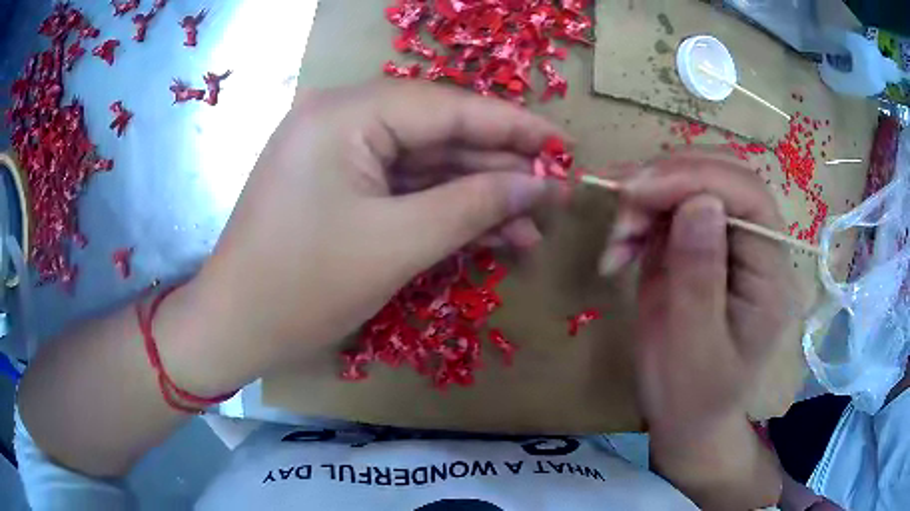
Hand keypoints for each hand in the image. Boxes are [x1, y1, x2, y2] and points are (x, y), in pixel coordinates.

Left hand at [182, 81, 562, 392]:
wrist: (236, 328)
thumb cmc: (303, 287)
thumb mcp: (397, 244)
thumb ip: (474, 205)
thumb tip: (538, 185)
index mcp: (345, 113)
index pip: (448, 107)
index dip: (513, 126)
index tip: (562, 145)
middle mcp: (340, 118)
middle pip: (438, 134)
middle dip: (499, 168)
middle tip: (554, 194)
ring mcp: (338, 152)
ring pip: (425, 165)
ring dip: (477, 196)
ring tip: (532, 227)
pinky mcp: (338, 184)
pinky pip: (402, 187)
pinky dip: (443, 209)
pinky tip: (490, 233)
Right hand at [601, 151, 799, 507]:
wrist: (685, 416)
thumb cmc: (693, 396)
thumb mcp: (694, 349)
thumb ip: (700, 278)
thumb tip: (700, 203)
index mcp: (770, 273)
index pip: (748, 196)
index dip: (696, 178)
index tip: (637, 192)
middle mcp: (754, 244)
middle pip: (721, 174)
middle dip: (667, 179)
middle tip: (620, 204)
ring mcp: (724, 239)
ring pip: (689, 180)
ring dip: (645, 197)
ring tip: (616, 241)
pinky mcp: (696, 243)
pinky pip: (667, 206)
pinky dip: (637, 215)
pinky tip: (618, 248)